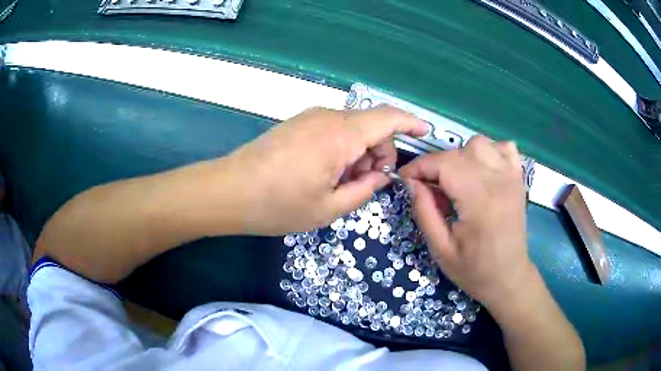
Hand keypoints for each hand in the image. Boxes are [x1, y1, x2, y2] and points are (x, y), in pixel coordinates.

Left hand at [224, 106, 427, 234]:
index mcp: (341, 135)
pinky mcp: (298, 123)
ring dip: (359, 153)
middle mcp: (328, 117)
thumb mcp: (329, 208)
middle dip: (380, 152)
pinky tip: (325, 172)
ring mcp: (310, 118)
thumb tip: (381, 177)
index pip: (388, 117)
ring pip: (352, 129)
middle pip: (371, 125)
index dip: (411, 122)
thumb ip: (364, 190)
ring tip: (341, 184)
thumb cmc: (278, 205)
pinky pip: (333, 130)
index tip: (426, 131)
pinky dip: (342, 149)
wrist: (229, 191)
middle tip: (367, 184)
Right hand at [400, 136, 534, 305]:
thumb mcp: (440, 249)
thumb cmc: (474, 270)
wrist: (509, 277)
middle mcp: (498, 181)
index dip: (419, 166)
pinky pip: (504, 148)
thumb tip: (411, 183)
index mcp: (479, 200)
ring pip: (480, 143)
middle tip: (430, 188)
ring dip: (461, 156)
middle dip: (437, 165)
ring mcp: (512, 176)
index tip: (405, 178)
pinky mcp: (518, 178)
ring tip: (456, 179)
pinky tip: (482, 170)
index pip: (444, 164)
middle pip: (459, 151)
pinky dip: (489, 152)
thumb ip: (424, 212)